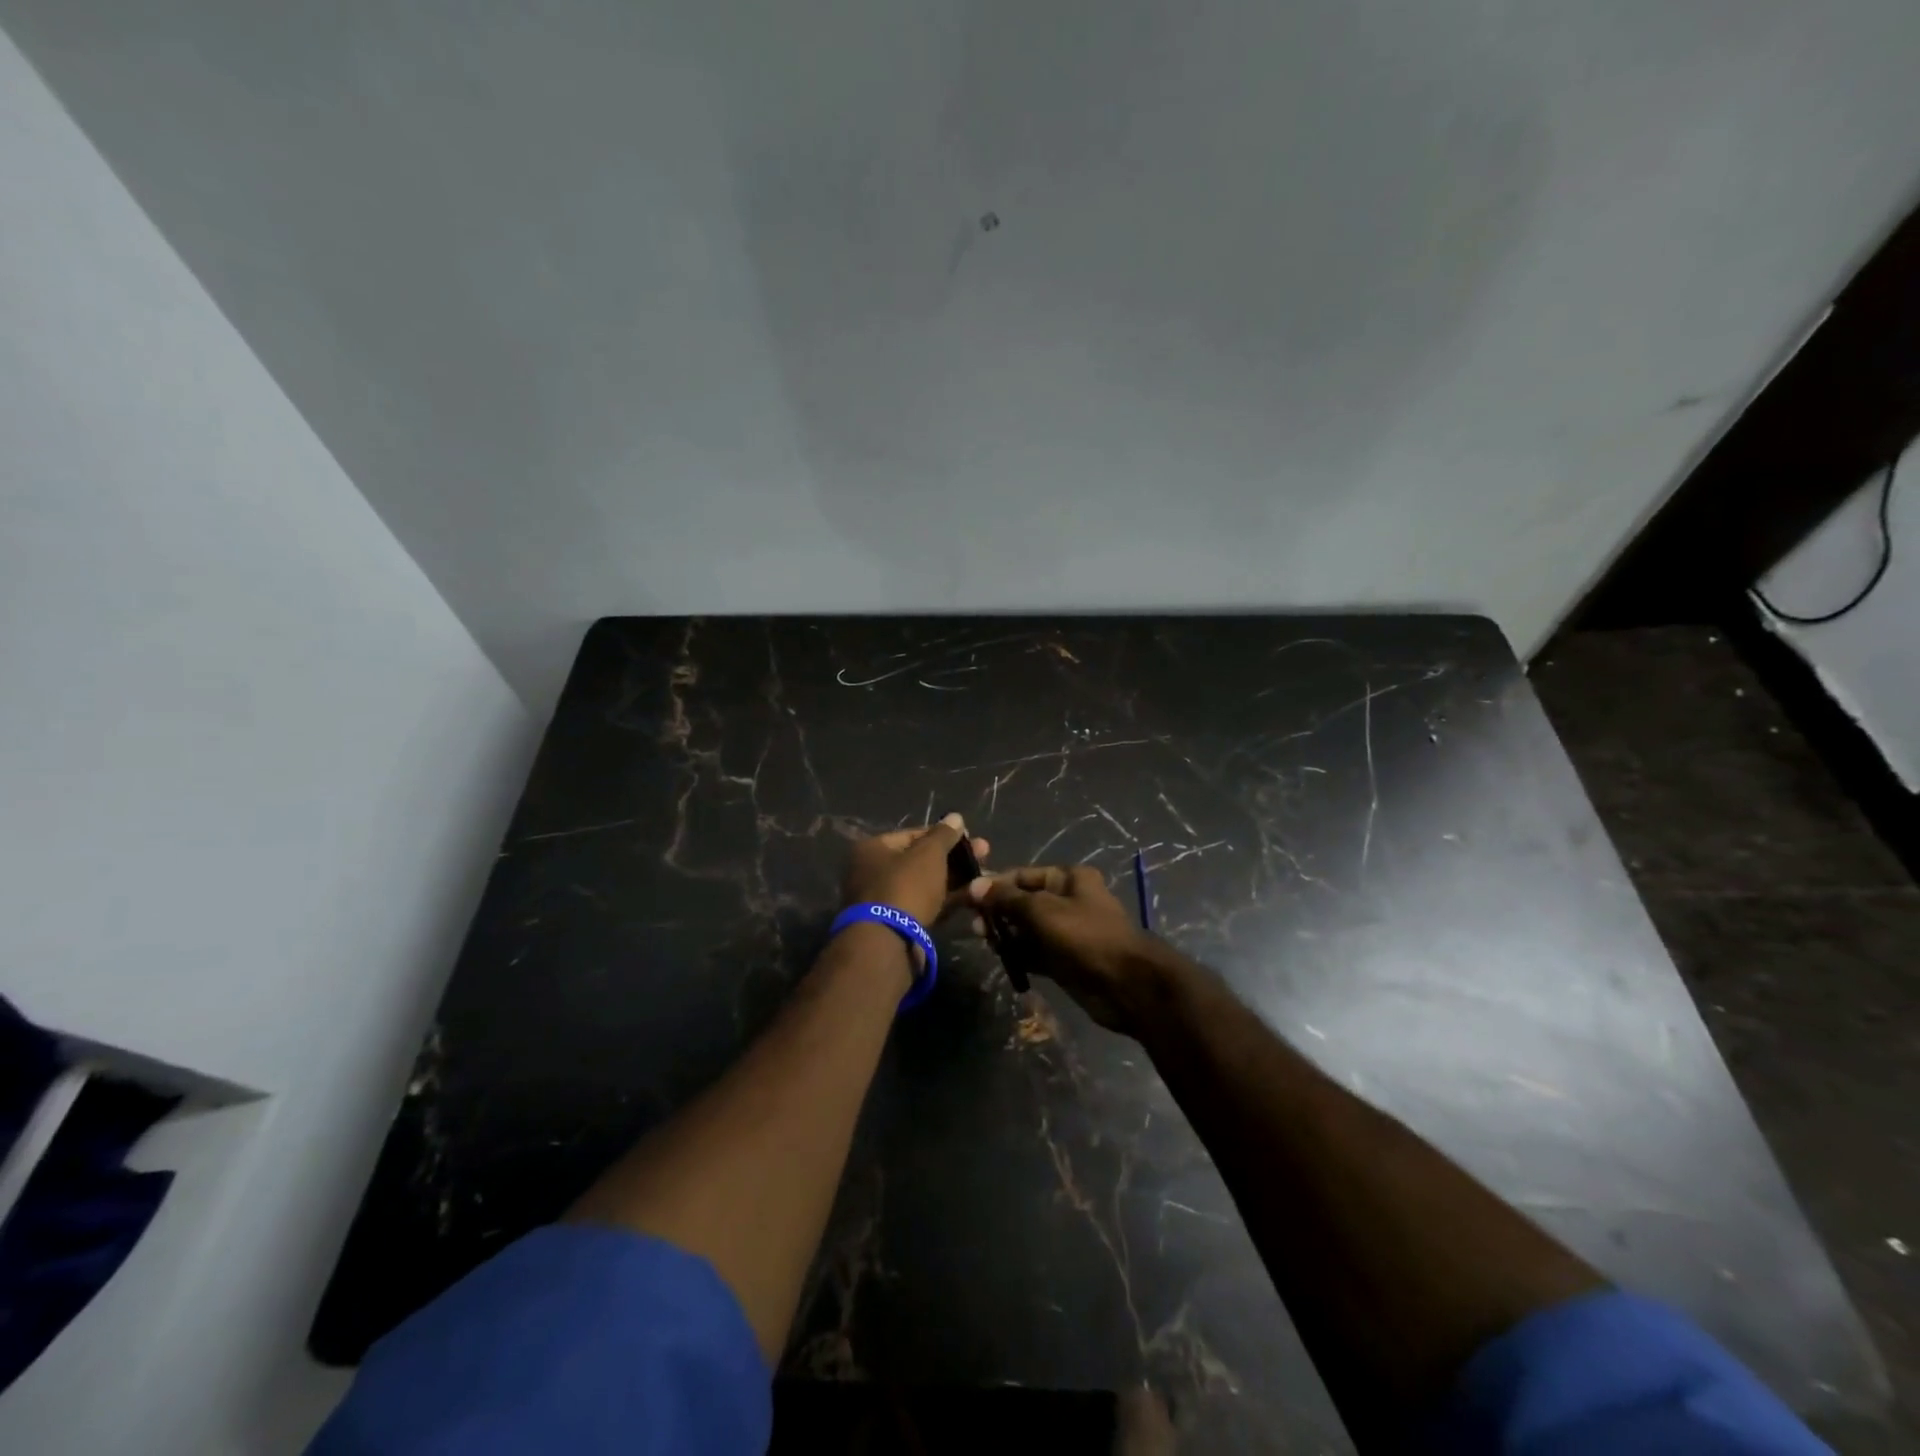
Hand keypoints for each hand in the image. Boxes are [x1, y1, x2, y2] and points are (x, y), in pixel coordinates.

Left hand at [842, 813, 989, 928]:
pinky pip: (926, 904)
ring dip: (955, 879)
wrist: (888, 942)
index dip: (943, 834)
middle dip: (954, 858)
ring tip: (986, 876)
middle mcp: (873, 872)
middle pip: (920, 860)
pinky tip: (974, 896)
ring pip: (926, 884)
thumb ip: (944, 835)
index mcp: (873, 849)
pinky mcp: (898, 925)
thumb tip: (955, 817)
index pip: (913, 834)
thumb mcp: (928, 854)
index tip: (970, 837)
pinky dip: (948, 899)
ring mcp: (885, 901)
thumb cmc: (905, 886)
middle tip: (984, 854)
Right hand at [968, 866, 1173, 1034]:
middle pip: (1023, 902)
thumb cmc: (1085, 936)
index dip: (994, 885)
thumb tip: (974, 885)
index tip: (967, 898)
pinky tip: (1001, 958)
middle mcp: (1067, 900)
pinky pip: (1035, 952)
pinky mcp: (1065, 959)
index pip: (1022, 876)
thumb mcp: (1041, 911)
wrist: (1126, 985)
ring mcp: (1067, 932)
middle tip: (974, 926)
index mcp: (1068, 878)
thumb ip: (1006, 899)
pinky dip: (1019, 954)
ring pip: (1027, 929)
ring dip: (1006, 934)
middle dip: (998, 912)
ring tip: (984, 941)